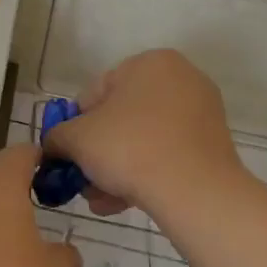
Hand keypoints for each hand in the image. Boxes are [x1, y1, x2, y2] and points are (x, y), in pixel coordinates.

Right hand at [42, 49, 248, 221]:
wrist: (195, 192)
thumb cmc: (130, 148)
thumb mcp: (76, 139)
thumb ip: (56, 136)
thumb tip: (53, 145)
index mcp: (150, 62)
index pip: (96, 92)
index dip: (76, 125)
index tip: (70, 154)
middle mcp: (181, 79)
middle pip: (121, 118)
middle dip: (98, 152)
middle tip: (83, 180)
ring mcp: (201, 113)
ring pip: (143, 140)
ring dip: (116, 169)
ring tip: (99, 200)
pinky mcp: (213, 146)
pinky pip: (167, 155)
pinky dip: (144, 175)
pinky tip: (122, 203)